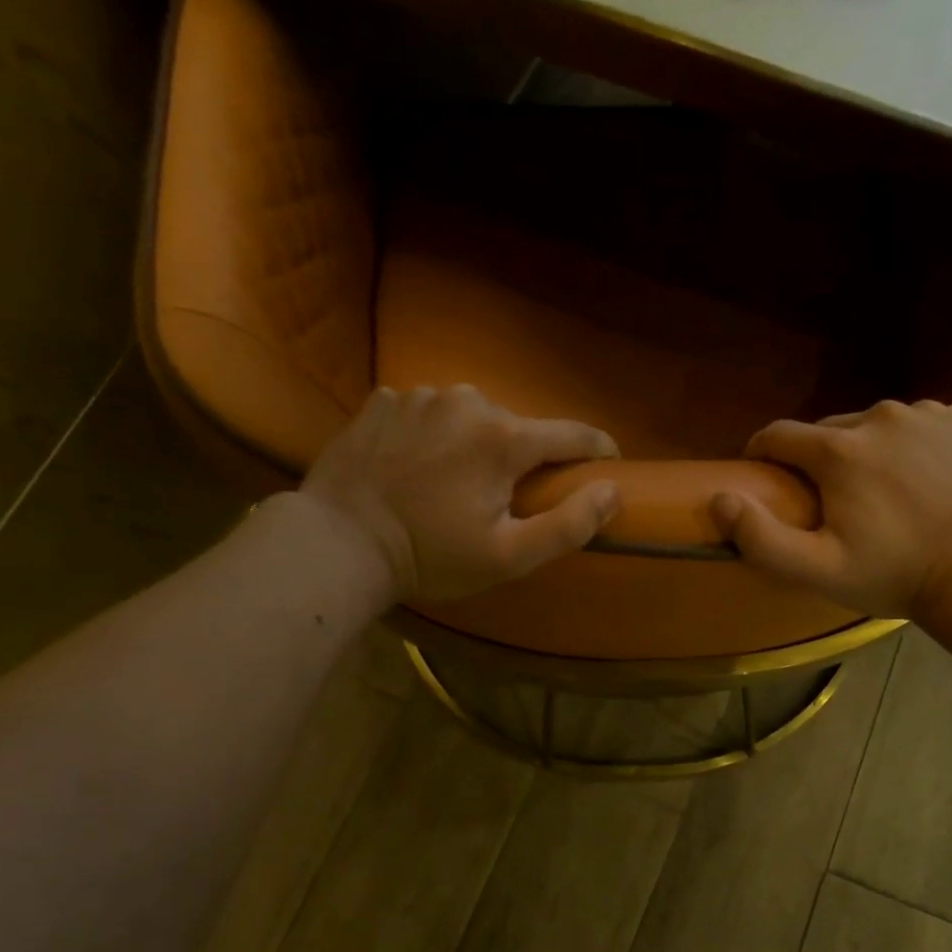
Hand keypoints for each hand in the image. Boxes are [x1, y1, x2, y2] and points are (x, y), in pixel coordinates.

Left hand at [299, 384, 619, 600]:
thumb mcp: (509, 556)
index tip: (608, 464)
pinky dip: (434, 435)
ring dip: (475, 444)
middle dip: (522, 459)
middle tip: (505, 500)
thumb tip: (613, 490)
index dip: (597, 450)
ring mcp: (419, 395)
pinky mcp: (382, 400)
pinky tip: (416, 467)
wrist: (338, 542)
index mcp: (503, 437)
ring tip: (454, 484)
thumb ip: (569, 524)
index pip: (573, 434)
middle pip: (517, 428)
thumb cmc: (431, 555)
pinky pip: (428, 413)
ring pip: (471, 417)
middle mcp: (467, 401)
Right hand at [710, 399, 951, 619]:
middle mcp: (881, 415)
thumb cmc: (893, 575)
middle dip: (823, 459)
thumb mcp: (818, 570)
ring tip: (888, 492)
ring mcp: (931, 412)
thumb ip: (761, 537)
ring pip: (880, 424)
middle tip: (837, 502)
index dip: (765, 454)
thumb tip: (719, 498)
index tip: (768, 477)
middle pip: (831, 429)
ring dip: (873, 450)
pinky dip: (921, 442)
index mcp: (839, 450)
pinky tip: (930, 477)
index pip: (779, 434)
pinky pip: (928, 421)